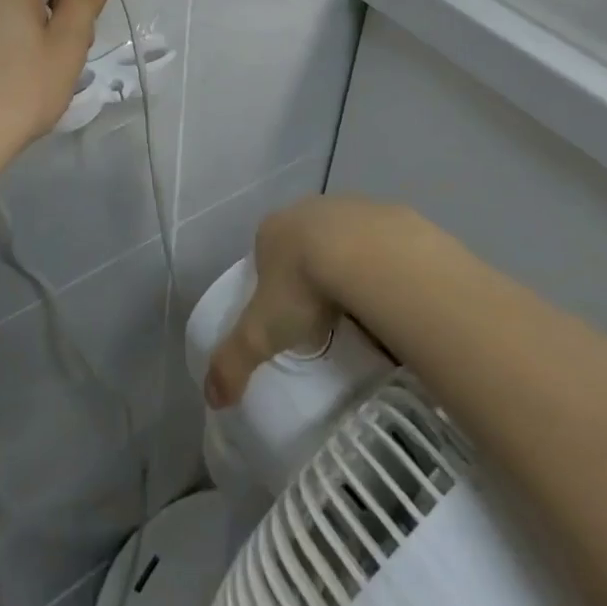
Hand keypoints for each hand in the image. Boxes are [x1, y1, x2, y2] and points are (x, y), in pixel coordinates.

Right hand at [205, 195, 410, 408]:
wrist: (369, 255)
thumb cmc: (304, 286)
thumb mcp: (261, 333)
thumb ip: (233, 362)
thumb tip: (213, 398)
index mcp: (273, 230)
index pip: (266, 256)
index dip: (274, 285)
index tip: (288, 317)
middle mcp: (309, 210)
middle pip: (307, 246)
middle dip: (314, 276)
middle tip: (326, 317)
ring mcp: (351, 207)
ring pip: (347, 243)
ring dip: (352, 269)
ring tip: (363, 313)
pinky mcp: (390, 214)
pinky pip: (385, 247)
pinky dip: (386, 269)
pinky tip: (393, 299)